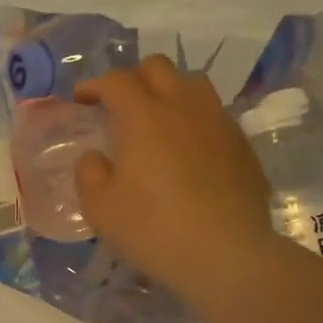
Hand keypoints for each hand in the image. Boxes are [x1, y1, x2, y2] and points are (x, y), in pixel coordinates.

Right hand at [74, 56, 277, 305]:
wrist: (227, 254)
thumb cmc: (154, 229)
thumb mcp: (101, 208)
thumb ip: (90, 174)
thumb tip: (96, 158)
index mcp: (143, 116)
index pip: (116, 81)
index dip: (94, 85)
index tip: (80, 99)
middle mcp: (183, 107)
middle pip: (157, 68)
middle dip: (133, 79)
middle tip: (119, 105)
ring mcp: (218, 122)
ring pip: (192, 84)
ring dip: (169, 92)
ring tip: (158, 120)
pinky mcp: (242, 145)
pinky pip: (214, 115)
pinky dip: (194, 121)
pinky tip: (188, 151)